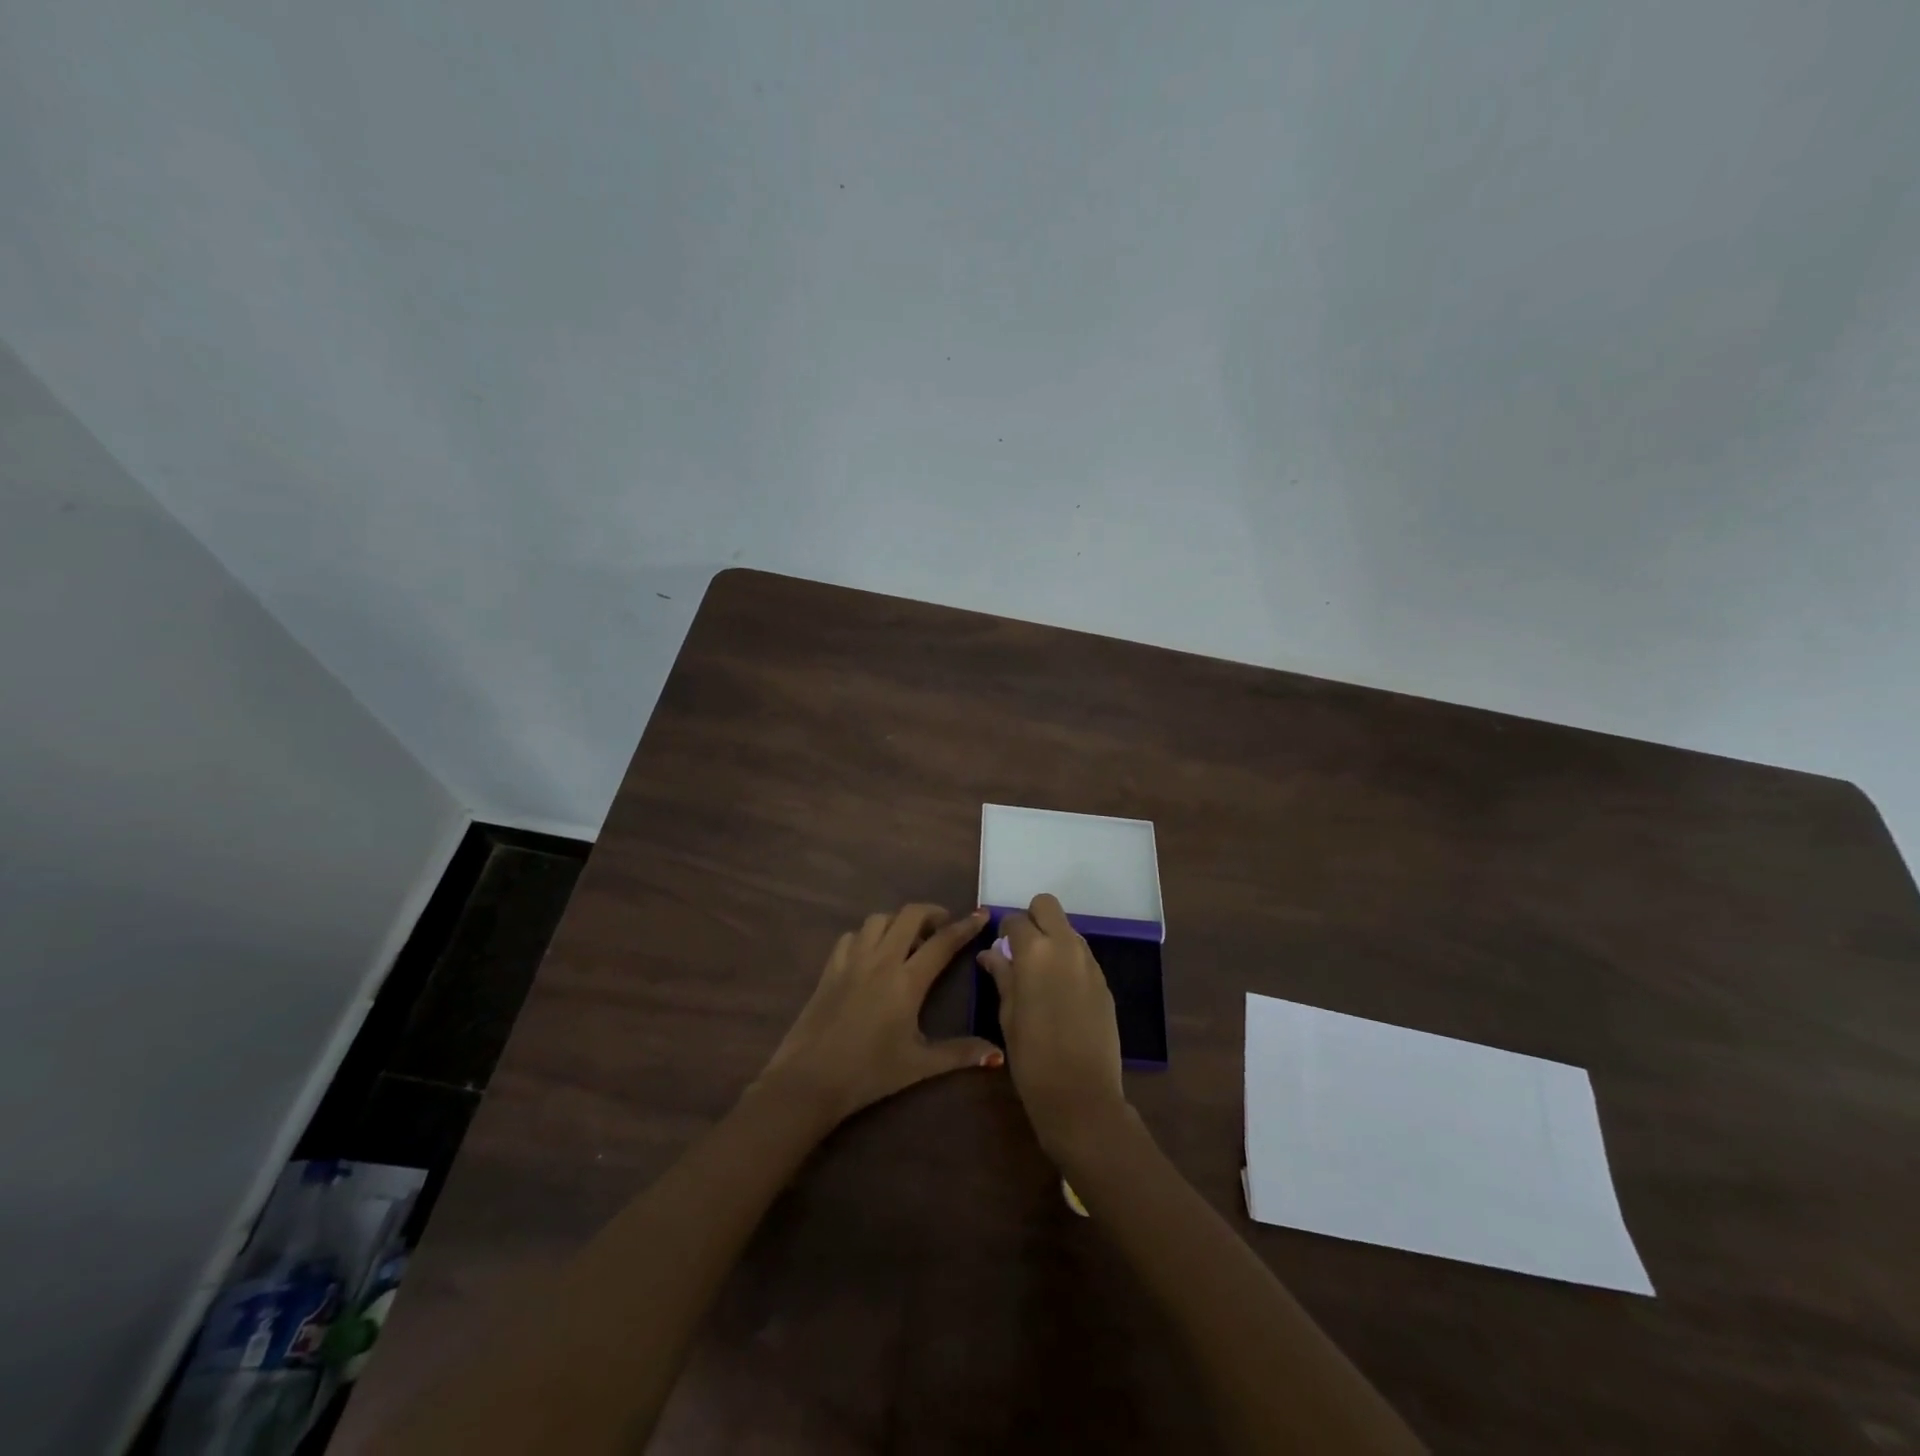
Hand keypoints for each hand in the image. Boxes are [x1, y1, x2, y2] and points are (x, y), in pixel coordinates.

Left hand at [756, 904, 1001, 1127]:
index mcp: (907, 981)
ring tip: (908, 940)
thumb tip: (998, 1053)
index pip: (943, 942)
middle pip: (910, 915)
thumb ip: (960, 1053)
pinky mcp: (831, 968)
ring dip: (899, 922)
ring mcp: (852, 960)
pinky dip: (868, 935)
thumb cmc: (869, 1073)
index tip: (980, 915)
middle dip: (932, 913)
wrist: (809, 1079)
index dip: (965, 926)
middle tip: (943, 928)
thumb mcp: (919, 1065)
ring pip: (879, 919)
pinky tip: (872, 954)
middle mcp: (881, 960)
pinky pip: (852, 936)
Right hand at [977, 893, 1129, 1158]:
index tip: (999, 951)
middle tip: (1021, 951)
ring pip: (1068, 929)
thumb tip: (990, 955)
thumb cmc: (1032, 1058)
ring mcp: (1090, 963)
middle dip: (1032, 919)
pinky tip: (1060, 993)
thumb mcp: (1007, 1015)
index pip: (1015, 920)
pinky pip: (1082, 955)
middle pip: (1047, 906)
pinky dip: (1068, 961)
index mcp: (1035, 952)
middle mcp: (1065, 947)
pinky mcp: (1104, 982)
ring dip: (1052, 939)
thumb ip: (1002, 976)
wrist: (1082, 1096)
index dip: (1004, 933)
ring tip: (1040, 975)